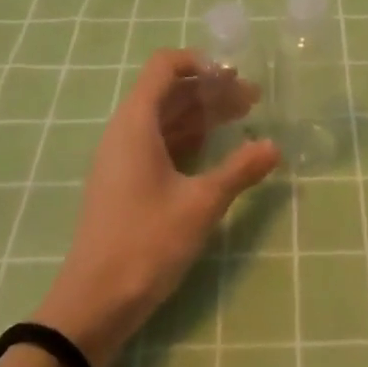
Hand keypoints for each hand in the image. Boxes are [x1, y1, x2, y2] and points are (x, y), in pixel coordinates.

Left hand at [34, 49, 279, 366]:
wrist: (93, 303)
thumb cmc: (146, 242)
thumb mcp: (201, 204)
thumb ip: (239, 171)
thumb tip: (274, 146)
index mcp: (136, 122)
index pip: (164, 66)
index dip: (199, 62)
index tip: (234, 78)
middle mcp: (125, 131)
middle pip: (169, 91)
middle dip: (211, 90)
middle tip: (253, 101)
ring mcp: (122, 158)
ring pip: (166, 119)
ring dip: (202, 115)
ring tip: (243, 120)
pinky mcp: (124, 182)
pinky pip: (159, 143)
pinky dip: (189, 138)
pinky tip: (216, 151)